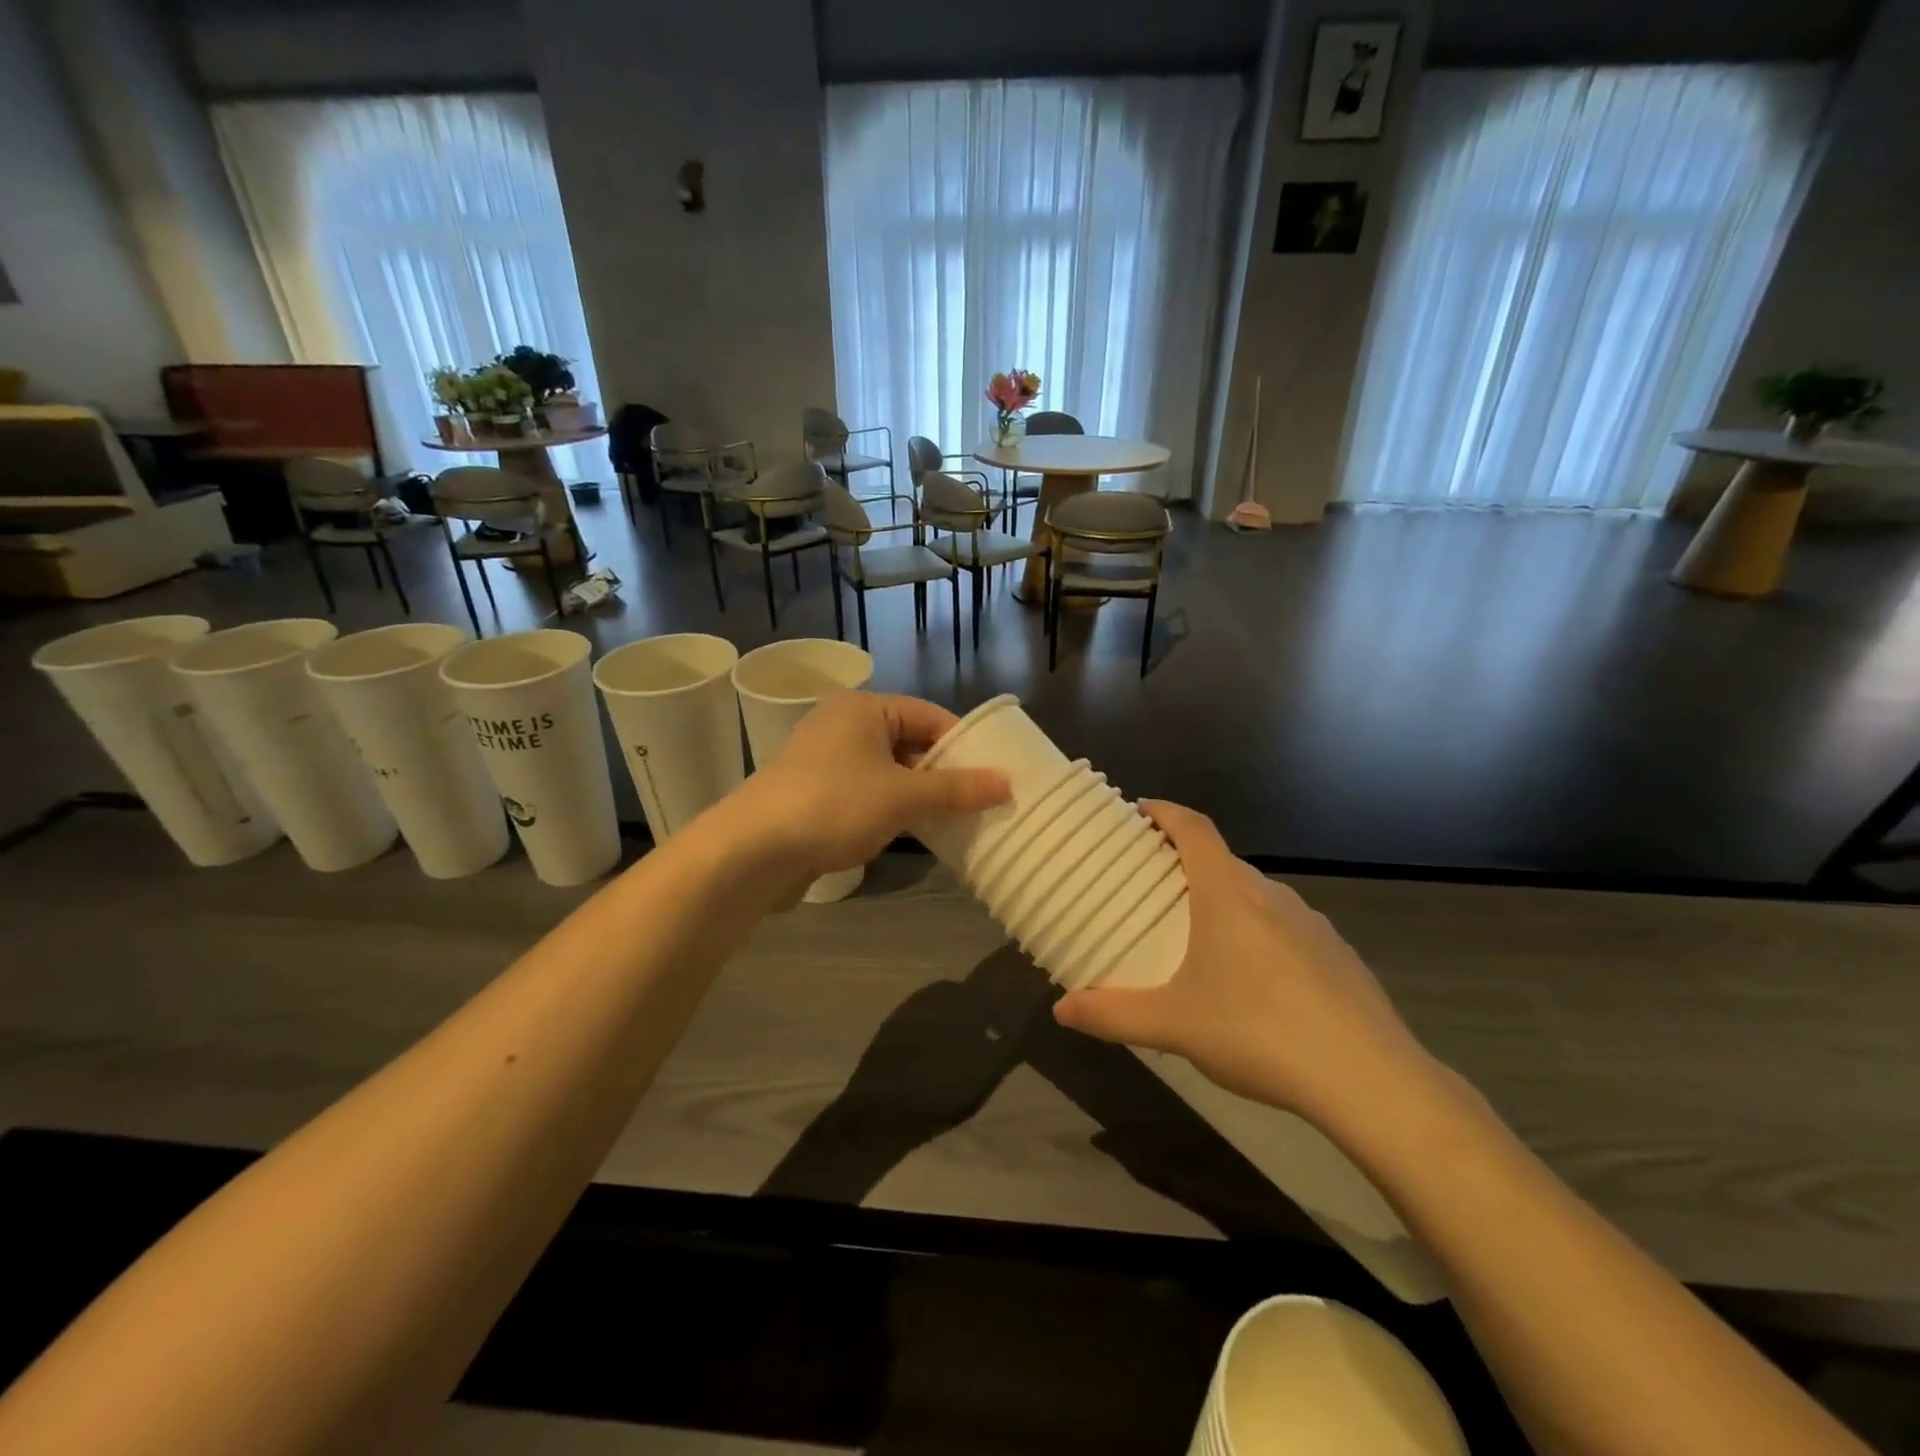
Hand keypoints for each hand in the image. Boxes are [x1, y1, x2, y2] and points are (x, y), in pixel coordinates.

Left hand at [738, 692, 1008, 876]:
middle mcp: (844, 725)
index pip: (930, 716)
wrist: (753, 850)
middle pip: (909, 744)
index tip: (993, 775)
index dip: (963, 745)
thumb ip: (956, 789)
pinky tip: (913, 833)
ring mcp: (826, 760)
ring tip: (954, 821)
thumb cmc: (834, 806)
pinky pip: (867, 793)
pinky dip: (891, 809)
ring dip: (918, 795)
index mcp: (864, 709)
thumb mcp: (903, 796)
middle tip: (979, 803)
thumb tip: (1007, 783)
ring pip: (888, 772)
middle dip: (942, 774)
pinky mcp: (815, 793)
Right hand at [1053, 801, 1440, 1129]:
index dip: (1166, 812)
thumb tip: (1061, 1010)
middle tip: (1155, 889)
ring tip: (1200, 938)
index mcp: (1228, 895)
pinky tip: (1255, 984)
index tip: (1141, 811)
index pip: (1195, 829)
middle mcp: (1272, 895)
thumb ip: (1112, 1015)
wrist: (1370, 1080)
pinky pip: (1286, 927)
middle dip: (1187, 864)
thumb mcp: (1173, 1026)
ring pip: (1256, 896)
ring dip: (1225, 901)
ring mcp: (1312, 924)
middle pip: (1223, 861)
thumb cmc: (1258, 1032)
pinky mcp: (1339, 955)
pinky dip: (1260, 934)